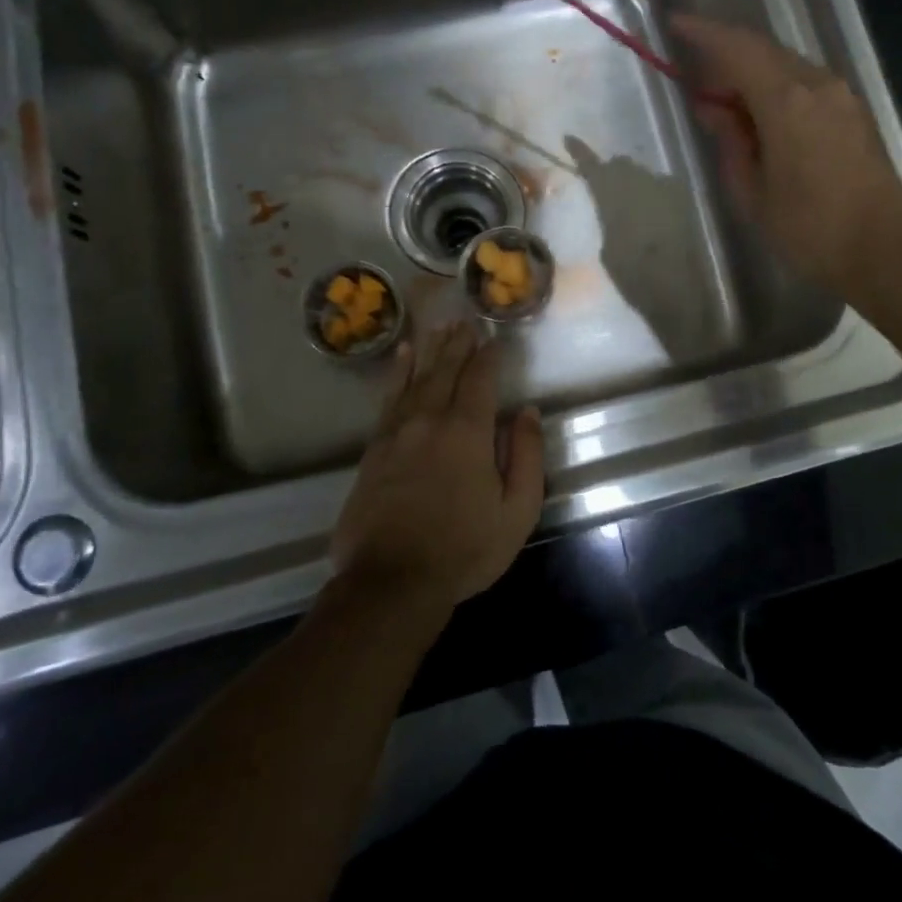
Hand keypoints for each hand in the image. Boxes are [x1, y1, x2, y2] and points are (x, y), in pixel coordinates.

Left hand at [330, 322, 544, 611]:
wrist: (391, 581)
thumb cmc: (464, 549)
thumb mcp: (516, 511)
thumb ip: (527, 456)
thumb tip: (527, 412)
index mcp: (467, 432)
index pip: (480, 380)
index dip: (489, 356)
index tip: (495, 337)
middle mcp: (429, 420)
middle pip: (445, 370)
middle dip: (459, 344)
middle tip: (466, 320)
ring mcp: (396, 432)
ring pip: (415, 378)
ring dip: (430, 350)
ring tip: (439, 326)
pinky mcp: (374, 449)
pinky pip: (389, 398)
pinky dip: (397, 373)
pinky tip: (401, 357)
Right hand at [674, 14, 901, 299]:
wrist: (882, 251)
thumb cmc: (808, 229)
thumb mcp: (752, 192)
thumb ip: (730, 141)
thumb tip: (713, 108)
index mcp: (787, 101)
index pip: (738, 49)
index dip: (704, 33)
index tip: (674, 23)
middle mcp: (818, 85)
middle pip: (764, 51)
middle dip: (726, 56)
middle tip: (695, 78)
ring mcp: (842, 96)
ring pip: (787, 66)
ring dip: (752, 73)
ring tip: (725, 102)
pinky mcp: (854, 113)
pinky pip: (806, 85)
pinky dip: (776, 88)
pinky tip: (761, 115)